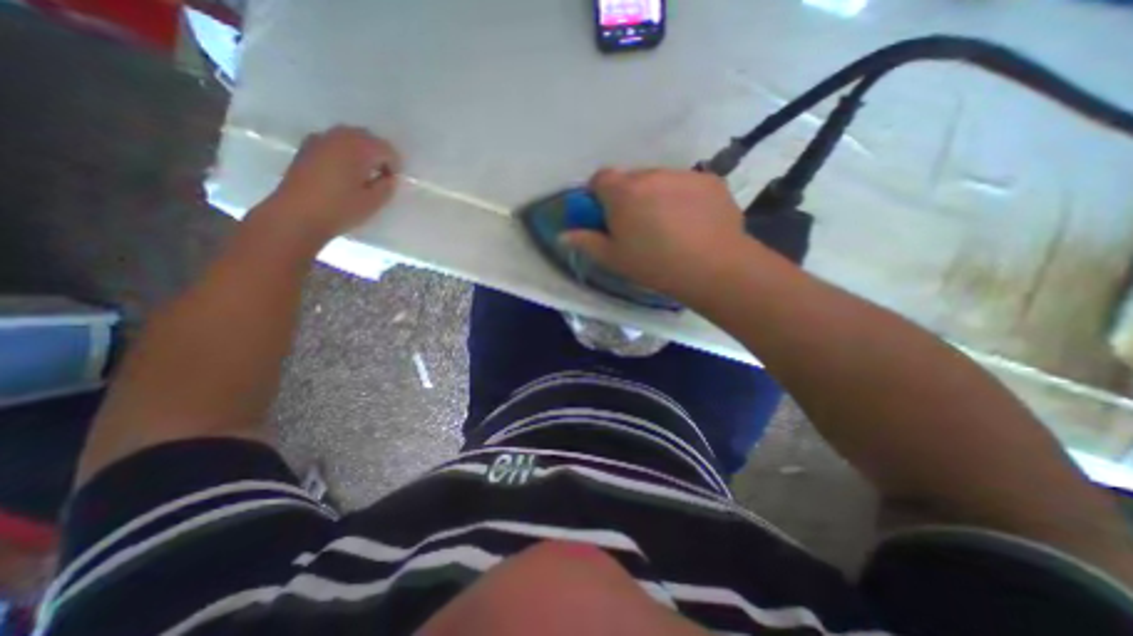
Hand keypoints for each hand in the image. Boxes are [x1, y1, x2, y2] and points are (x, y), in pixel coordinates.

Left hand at [257, 124, 399, 240]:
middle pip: (367, 137)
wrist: (296, 215)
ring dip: (360, 152)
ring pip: (348, 138)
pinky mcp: (306, 148)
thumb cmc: (340, 209)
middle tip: (381, 177)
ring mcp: (319, 140)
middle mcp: (339, 137)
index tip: (392, 182)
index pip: (386, 149)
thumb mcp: (373, 202)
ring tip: (363, 175)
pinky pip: (333, 143)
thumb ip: (387, 186)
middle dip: (377, 154)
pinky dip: (343, 153)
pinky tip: (343, 173)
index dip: (394, 165)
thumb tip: (389, 178)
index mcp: (358, 148)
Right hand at [567, 166, 758, 301]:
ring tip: (670, 226)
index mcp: (623, 191)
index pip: (600, 178)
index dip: (600, 195)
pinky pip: (688, 185)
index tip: (607, 216)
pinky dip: (685, 198)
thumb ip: (585, 242)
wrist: (713, 268)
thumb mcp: (614, 259)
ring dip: (658, 196)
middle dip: (629, 196)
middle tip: (639, 225)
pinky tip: (693, 223)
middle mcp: (651, 174)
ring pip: (661, 181)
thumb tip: (562, 235)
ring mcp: (684, 175)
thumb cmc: (654, 264)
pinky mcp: (710, 181)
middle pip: (632, 179)